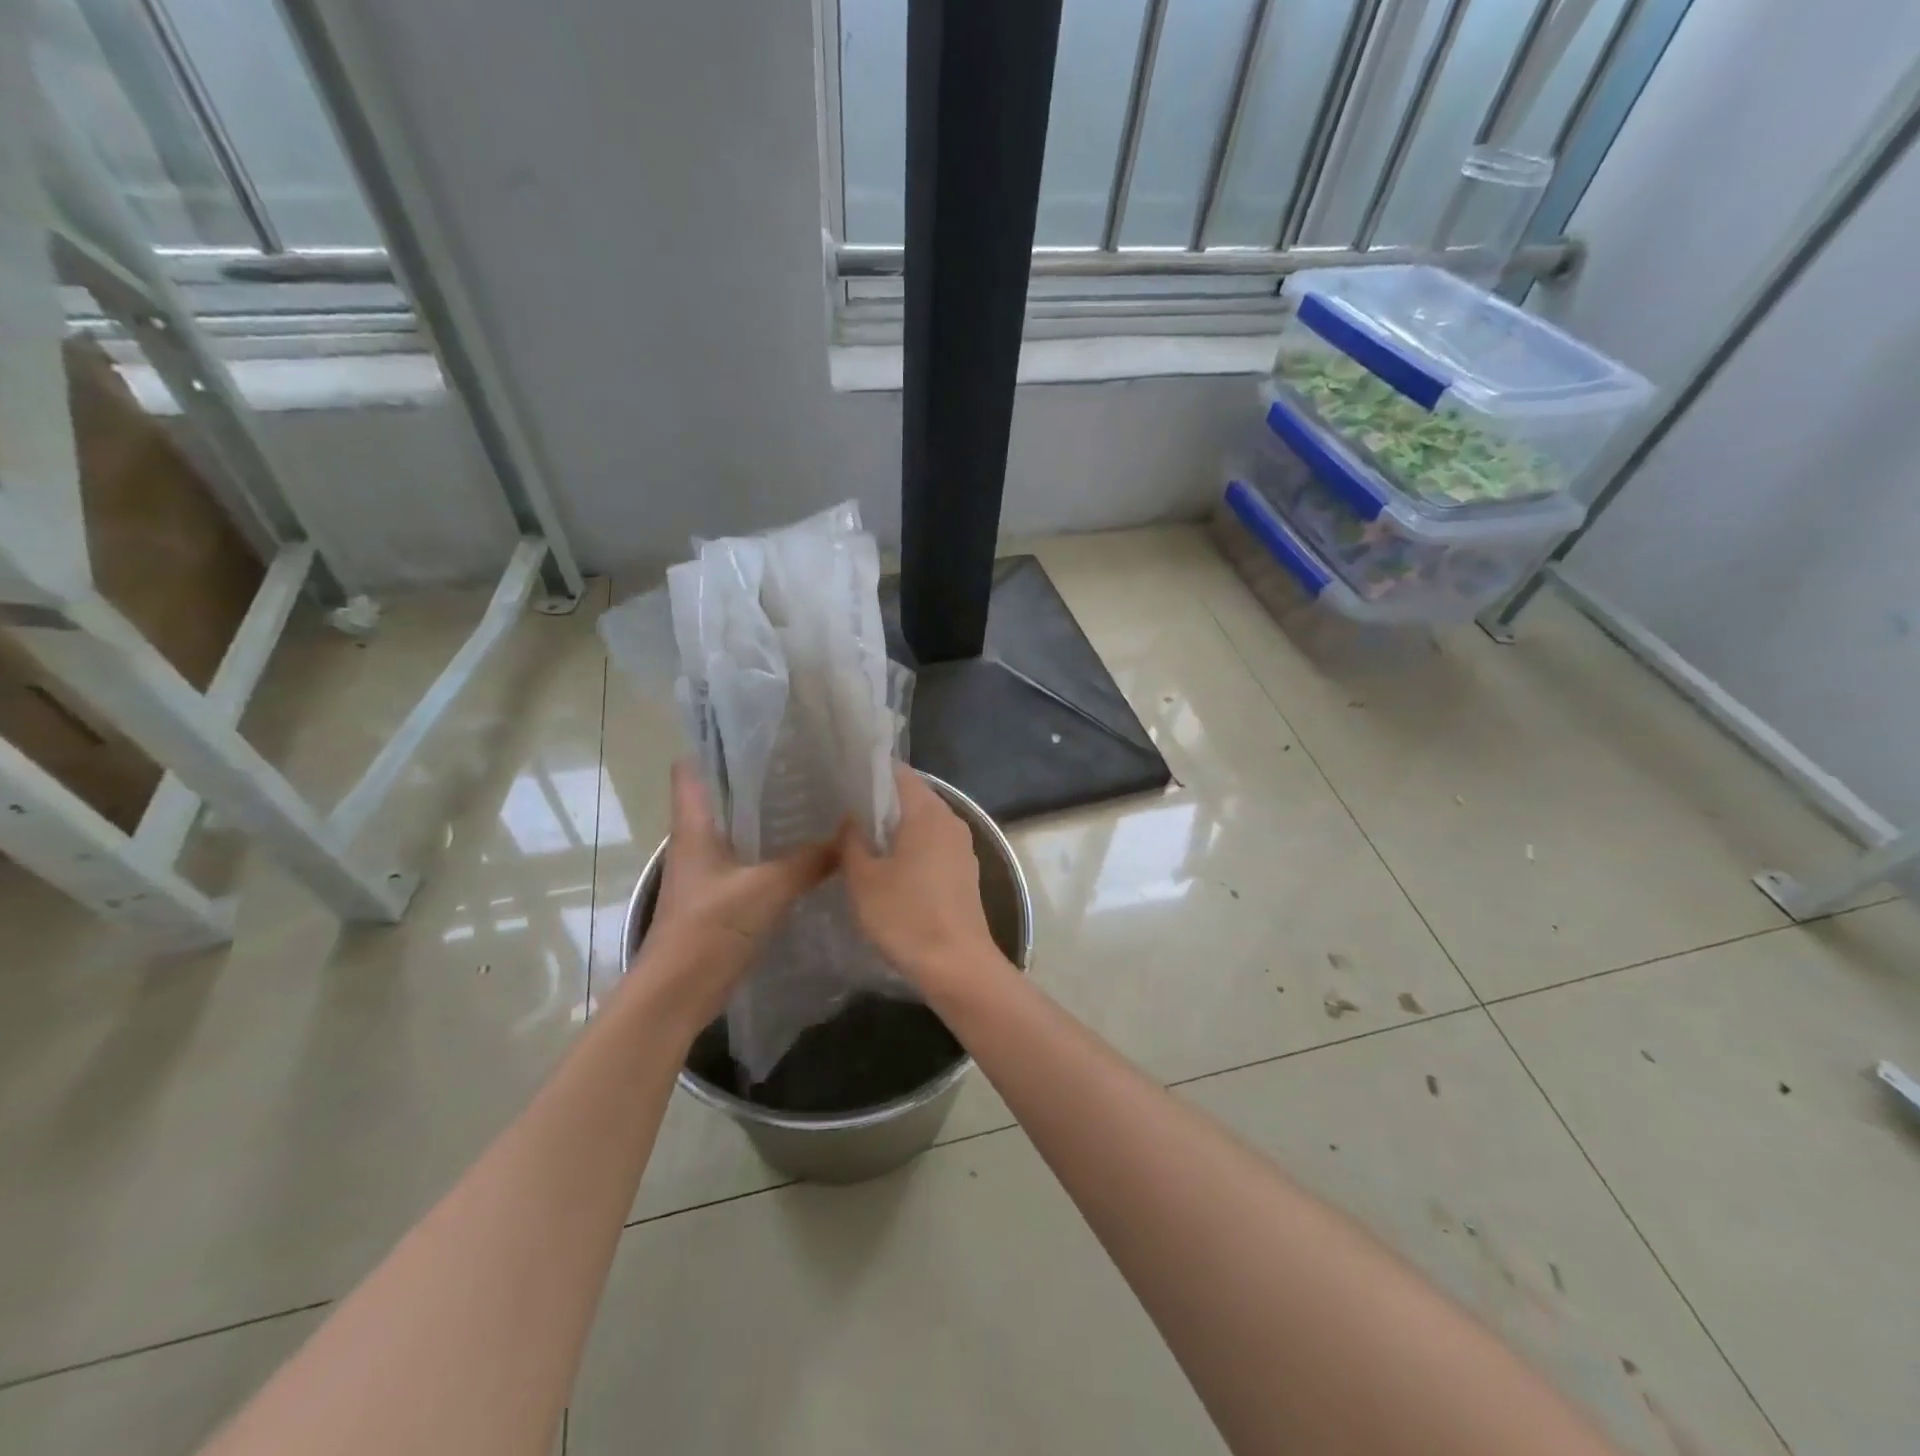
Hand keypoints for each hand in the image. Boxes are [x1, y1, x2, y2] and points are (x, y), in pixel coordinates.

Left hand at [628, 760, 836, 1026]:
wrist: (677, 996)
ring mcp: (709, 871)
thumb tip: (850, 837)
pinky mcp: (722, 897)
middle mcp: (697, 842)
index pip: (692, 769)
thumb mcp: (766, 889)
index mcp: (694, 826)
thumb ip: (809, 861)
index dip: (717, 745)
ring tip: (815, 798)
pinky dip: (775, 853)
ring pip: (741, 830)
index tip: (760, 730)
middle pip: (723, 796)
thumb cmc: (709, 930)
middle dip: (759, 778)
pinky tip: (809, 852)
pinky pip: (752, 862)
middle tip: (806, 762)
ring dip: (770, 817)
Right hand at [839, 766, 1006, 992]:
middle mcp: (951, 820)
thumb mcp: (864, 879)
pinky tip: (888, 865)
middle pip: (913, 796)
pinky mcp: (964, 871)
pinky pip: (933, 844)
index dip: (871, 772)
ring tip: (860, 836)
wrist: (957, 965)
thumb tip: (850, 817)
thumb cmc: (906, 916)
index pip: (899, 773)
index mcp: (927, 812)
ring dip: (895, 826)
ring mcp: (962, 846)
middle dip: (880, 801)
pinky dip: (911, 846)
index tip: (843, 779)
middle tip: (843, 809)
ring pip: (923, 822)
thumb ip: (852, 841)